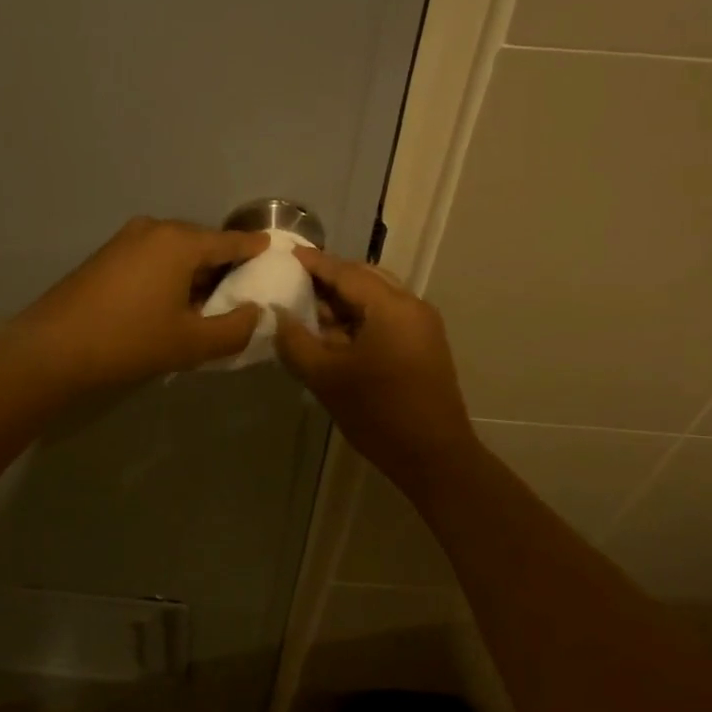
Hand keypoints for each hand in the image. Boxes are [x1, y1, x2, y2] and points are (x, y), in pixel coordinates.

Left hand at [14, 218, 269, 390]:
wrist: (52, 349)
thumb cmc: (129, 341)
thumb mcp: (191, 343)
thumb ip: (235, 329)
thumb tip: (257, 314)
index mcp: (180, 241)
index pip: (231, 241)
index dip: (256, 249)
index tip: (276, 252)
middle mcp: (155, 229)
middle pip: (202, 244)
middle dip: (224, 266)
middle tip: (243, 293)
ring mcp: (126, 239)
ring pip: (176, 252)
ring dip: (195, 274)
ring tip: (208, 305)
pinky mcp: (106, 255)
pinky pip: (153, 258)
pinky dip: (170, 275)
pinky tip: (171, 304)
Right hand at [273, 248, 478, 481]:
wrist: (433, 457)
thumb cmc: (378, 413)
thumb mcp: (326, 377)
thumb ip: (295, 341)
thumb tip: (277, 315)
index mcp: (391, 306)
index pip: (346, 272)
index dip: (314, 263)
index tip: (285, 255)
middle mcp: (412, 306)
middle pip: (365, 279)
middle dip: (329, 279)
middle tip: (293, 282)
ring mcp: (422, 326)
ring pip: (376, 298)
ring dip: (344, 300)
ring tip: (308, 309)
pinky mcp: (423, 345)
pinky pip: (386, 317)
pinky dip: (359, 317)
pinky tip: (334, 333)